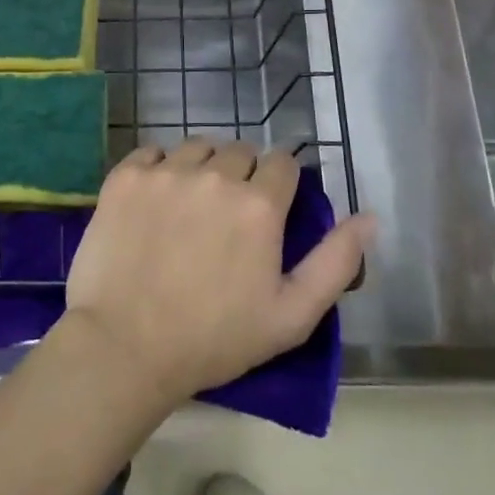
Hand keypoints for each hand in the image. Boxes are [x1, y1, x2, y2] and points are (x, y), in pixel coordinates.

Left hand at [64, 140, 374, 402]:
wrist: (126, 347)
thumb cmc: (215, 339)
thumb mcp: (292, 316)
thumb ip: (336, 262)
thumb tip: (369, 217)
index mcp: (259, 204)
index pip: (283, 163)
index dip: (280, 183)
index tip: (269, 209)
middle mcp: (215, 175)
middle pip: (240, 151)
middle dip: (243, 175)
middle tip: (228, 216)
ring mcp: (166, 172)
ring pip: (197, 147)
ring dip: (202, 167)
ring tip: (192, 206)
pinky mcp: (126, 176)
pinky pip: (152, 152)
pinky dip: (159, 168)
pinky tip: (156, 200)